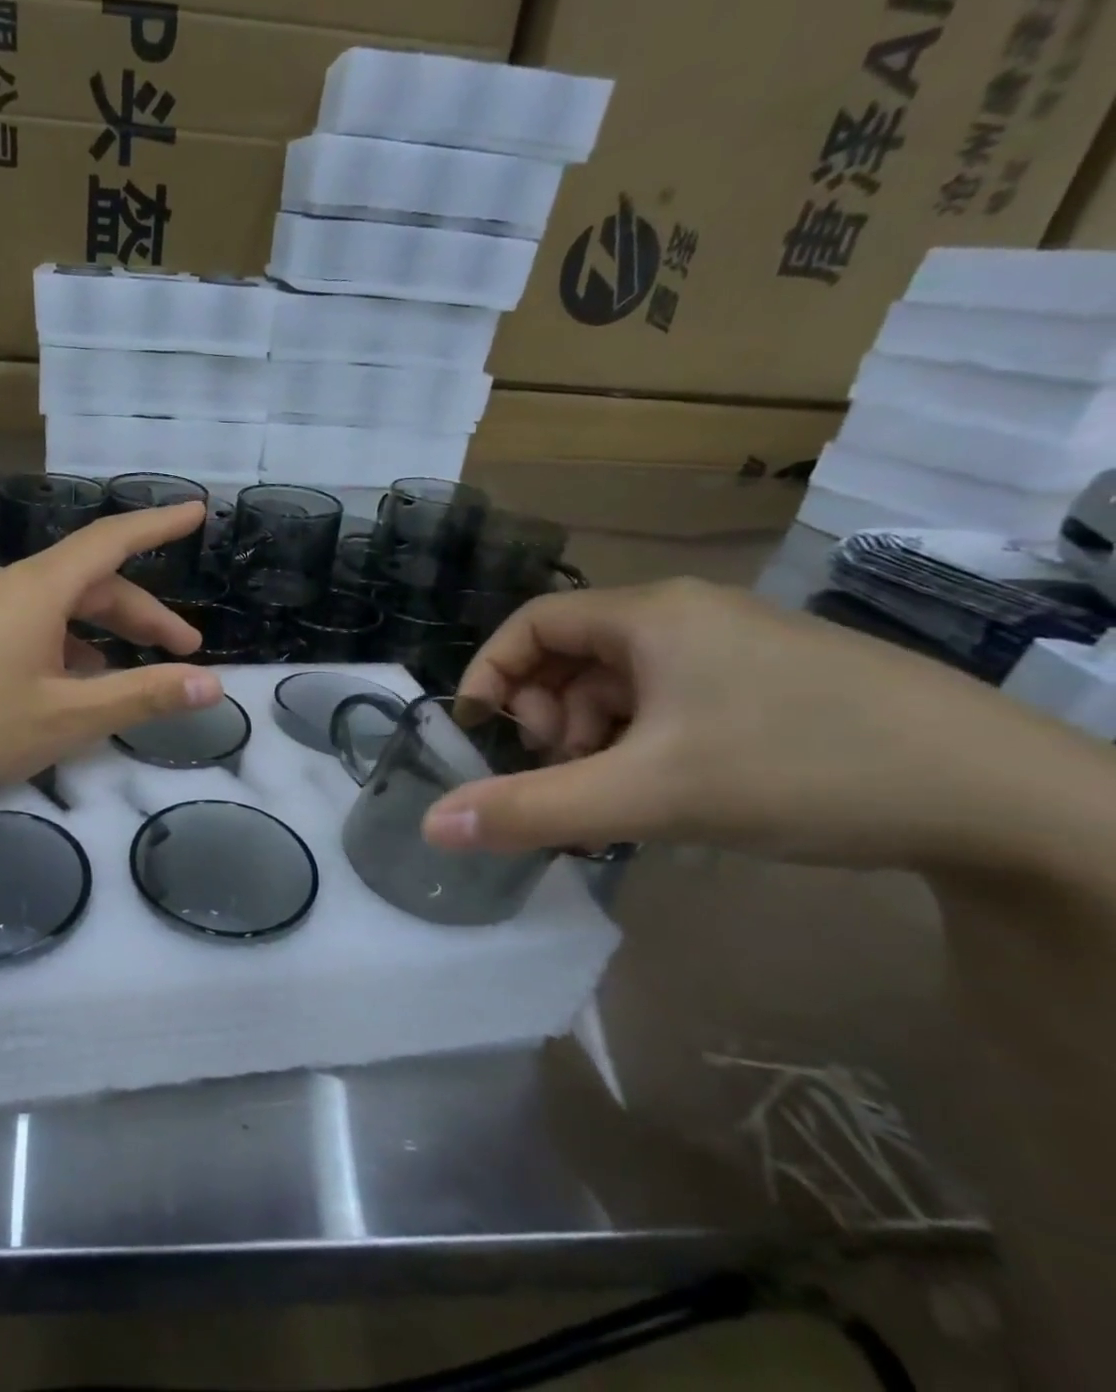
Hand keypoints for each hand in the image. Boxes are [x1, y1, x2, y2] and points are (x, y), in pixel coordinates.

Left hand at [0, 503, 222, 818]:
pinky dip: (61, 646)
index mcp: (37, 589)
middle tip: (183, 651)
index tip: (196, 512)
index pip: (111, 540)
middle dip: (141, 614)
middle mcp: (6, 586)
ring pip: (56, 607)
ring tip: (127, 677)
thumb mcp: (69, 717)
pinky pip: (25, 626)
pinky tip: (66, 685)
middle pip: (89, 582)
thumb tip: (212, 685)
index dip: (158, 524)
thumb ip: (144, 696)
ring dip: (100, 634)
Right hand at [420, 577, 1058, 872]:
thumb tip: (433, 826)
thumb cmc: (803, 768)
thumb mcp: (649, 795)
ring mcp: (732, 647)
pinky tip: (668, 787)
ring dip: (595, 734)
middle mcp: (685, 615)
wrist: (1008, 799)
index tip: (483, 734)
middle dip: (548, 714)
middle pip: (573, 653)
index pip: (530, 624)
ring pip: (621, 682)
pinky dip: (643, 740)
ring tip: (618, 791)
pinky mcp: (768, 682)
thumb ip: (533, 809)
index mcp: (649, 615)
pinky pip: (669, 699)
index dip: (491, 673)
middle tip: (564, 772)